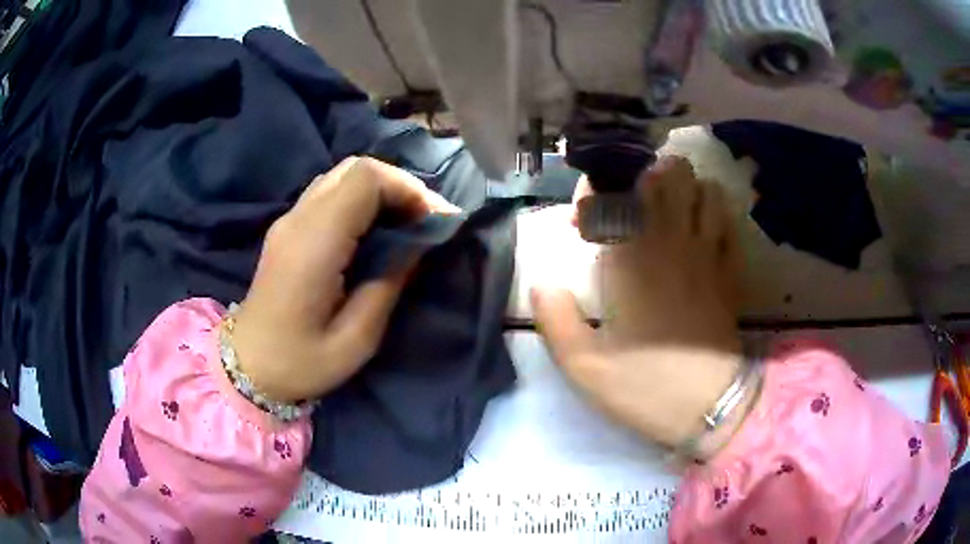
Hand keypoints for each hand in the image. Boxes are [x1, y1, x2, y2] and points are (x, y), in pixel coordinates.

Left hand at [231, 157, 458, 402]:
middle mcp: (299, 220)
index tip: (434, 221)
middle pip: (356, 168)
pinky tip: (376, 228)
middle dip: (399, 185)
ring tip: (406, 222)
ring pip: (343, 175)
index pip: (365, 179)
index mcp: (314, 244)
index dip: (407, 189)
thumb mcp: (357, 338)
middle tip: (425, 219)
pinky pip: (331, 193)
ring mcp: (289, 220)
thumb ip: (390, 282)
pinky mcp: (288, 228)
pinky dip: (362, 199)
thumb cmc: (301, 362)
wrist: (248, 365)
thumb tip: (419, 242)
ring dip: (381, 190)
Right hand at [533, 156, 745, 454]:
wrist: (710, 406)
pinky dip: (714, 210)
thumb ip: (554, 319)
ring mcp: (707, 252)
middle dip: (641, 175)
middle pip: (665, 173)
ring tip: (666, 208)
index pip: (611, 194)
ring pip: (702, 187)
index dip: (593, 191)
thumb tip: (541, 281)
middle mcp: (670, 243)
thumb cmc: (646, 387)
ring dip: (683, 188)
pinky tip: (701, 227)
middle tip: (626, 202)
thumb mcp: (583, 367)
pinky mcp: (729, 268)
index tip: (583, 218)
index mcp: (629, 261)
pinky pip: (727, 219)